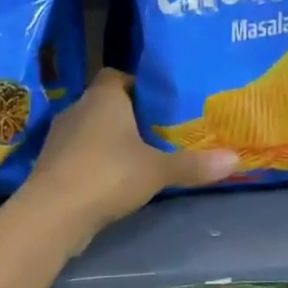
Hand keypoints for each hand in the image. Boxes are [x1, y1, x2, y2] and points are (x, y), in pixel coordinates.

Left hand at [19, 70, 237, 247]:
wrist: (53, 213)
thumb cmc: (108, 175)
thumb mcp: (158, 170)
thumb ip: (193, 165)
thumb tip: (236, 159)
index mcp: (103, 97)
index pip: (116, 75)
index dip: (136, 84)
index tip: (158, 100)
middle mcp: (78, 108)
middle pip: (104, 102)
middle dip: (127, 114)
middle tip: (156, 129)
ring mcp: (59, 137)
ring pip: (89, 129)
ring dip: (108, 139)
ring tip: (138, 155)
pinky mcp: (51, 164)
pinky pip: (78, 153)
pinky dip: (94, 161)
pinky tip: (113, 179)